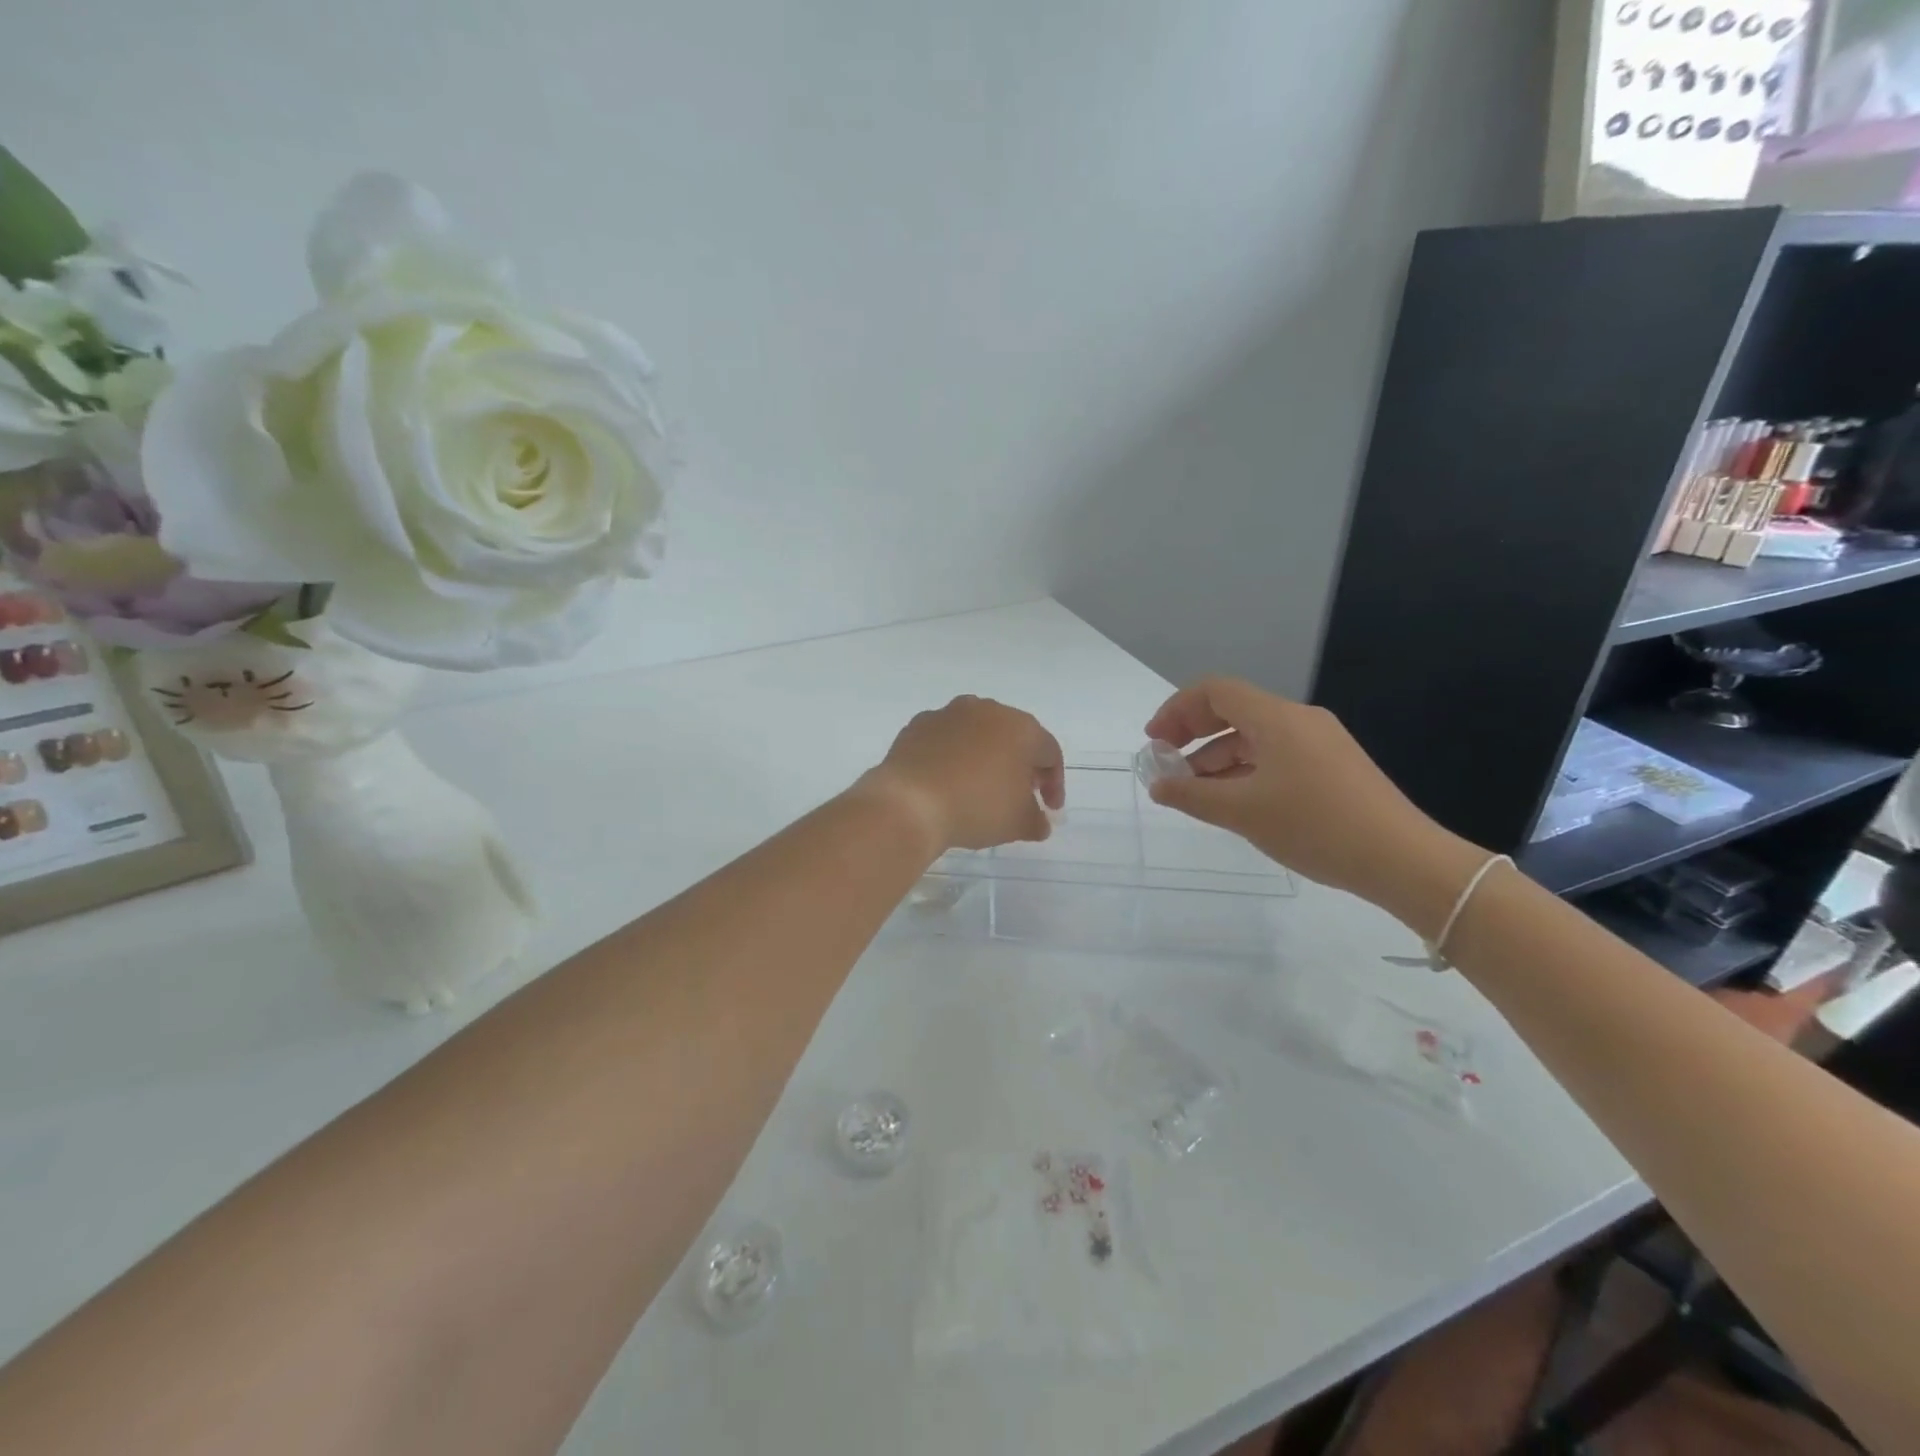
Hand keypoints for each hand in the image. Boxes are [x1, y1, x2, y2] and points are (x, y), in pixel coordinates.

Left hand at [863, 696, 1064, 852]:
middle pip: (1014, 737)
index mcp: (1021, 728)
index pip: (1050, 753)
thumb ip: (1036, 820)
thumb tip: (1039, 822)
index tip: (1049, 809)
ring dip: (985, 756)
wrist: (909, 802)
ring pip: (978, 734)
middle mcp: (987, 710)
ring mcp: (949, 713)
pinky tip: (947, 781)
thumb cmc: (976, 807)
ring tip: (980, 786)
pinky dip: (952, 756)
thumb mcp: (1018, 823)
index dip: (1054, 784)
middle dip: (1020, 765)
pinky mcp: (918, 724)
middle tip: (1019, 794)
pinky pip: (945, 739)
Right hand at [1144, 678, 1484, 936]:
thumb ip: (1192, 796)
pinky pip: (1275, 755)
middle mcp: (1299, 720)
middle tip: (1167, 763)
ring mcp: (1320, 742)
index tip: (1154, 741)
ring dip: (1217, 758)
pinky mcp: (1332, 766)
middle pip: (1234, 710)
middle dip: (1193, 733)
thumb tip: (1158, 785)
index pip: (1215, 691)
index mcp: (1277, 719)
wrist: (1402, 859)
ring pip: (1254, 737)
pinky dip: (1245, 770)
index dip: (1177, 710)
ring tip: (1194, 793)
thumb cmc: (1315, 827)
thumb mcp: (1243, 813)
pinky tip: (1234, 802)